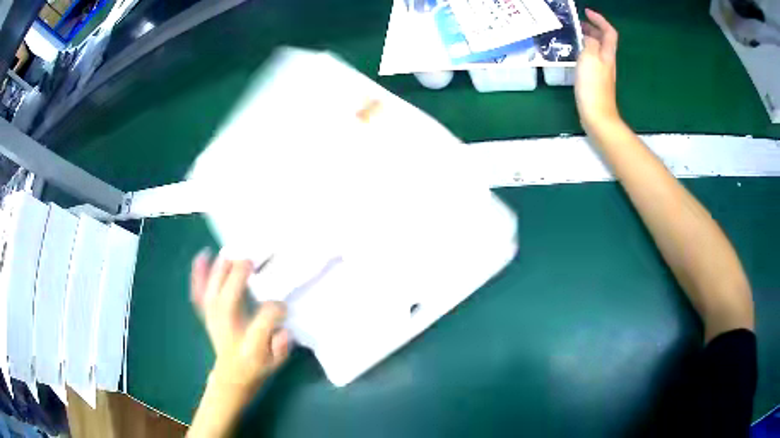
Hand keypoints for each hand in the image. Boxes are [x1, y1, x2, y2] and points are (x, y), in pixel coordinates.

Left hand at [190, 250, 290, 397]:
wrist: (231, 374)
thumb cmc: (257, 366)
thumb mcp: (277, 362)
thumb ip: (282, 346)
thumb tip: (283, 329)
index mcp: (249, 345)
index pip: (262, 322)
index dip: (275, 310)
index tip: (283, 306)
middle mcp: (228, 330)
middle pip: (228, 300)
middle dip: (237, 277)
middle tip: (250, 261)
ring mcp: (213, 321)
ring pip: (212, 292)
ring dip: (220, 271)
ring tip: (231, 254)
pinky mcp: (206, 314)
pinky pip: (199, 293)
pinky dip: (198, 274)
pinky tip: (202, 255)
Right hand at [575, 9, 620, 130]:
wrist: (597, 116)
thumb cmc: (593, 86)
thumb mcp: (589, 58)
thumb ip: (589, 43)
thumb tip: (588, 37)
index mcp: (607, 54)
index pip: (609, 32)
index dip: (600, 20)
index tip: (586, 12)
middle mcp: (607, 61)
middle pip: (604, 40)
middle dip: (592, 28)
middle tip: (578, 23)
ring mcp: (602, 72)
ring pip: (597, 49)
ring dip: (587, 39)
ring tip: (573, 36)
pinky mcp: (596, 82)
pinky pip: (591, 60)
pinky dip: (584, 52)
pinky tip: (574, 55)